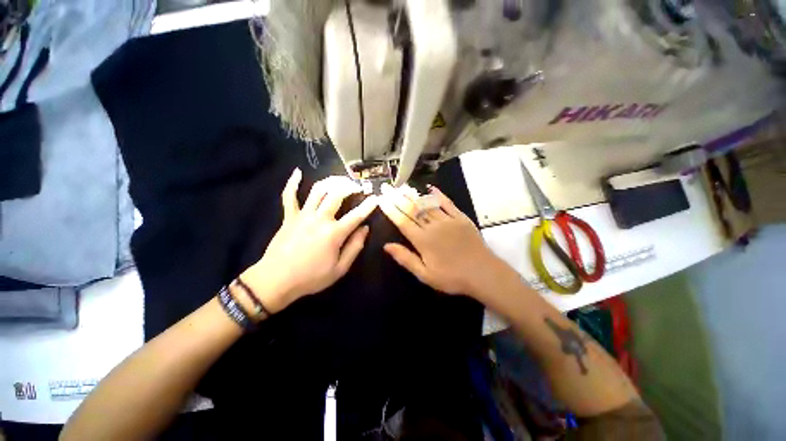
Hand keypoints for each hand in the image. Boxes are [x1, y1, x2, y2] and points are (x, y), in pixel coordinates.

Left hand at [241, 169, 376, 311]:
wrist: (276, 281)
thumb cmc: (311, 277)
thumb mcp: (340, 269)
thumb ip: (355, 247)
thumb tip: (365, 229)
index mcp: (334, 233)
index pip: (356, 215)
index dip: (369, 205)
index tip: (376, 197)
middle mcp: (320, 219)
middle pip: (337, 195)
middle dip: (350, 187)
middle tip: (358, 186)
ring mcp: (302, 215)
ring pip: (318, 190)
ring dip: (331, 182)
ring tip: (340, 180)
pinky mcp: (288, 216)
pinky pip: (289, 196)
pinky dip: (292, 183)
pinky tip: (298, 172)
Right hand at [378, 183, 508, 297]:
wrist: (483, 273)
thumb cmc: (452, 277)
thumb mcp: (425, 275)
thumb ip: (405, 258)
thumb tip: (386, 246)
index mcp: (422, 240)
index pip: (402, 221)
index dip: (390, 210)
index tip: (381, 199)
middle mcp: (433, 226)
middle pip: (412, 210)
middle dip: (397, 198)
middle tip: (387, 188)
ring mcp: (447, 220)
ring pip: (427, 204)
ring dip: (413, 195)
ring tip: (402, 187)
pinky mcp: (460, 218)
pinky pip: (447, 203)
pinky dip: (438, 195)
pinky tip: (431, 188)